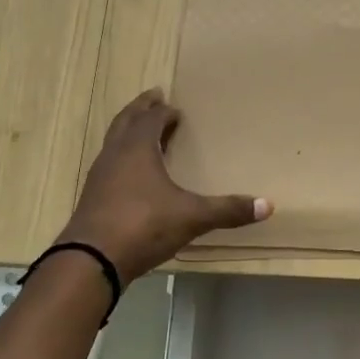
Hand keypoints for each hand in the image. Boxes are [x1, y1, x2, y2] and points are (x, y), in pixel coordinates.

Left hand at [59, 89, 269, 283]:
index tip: (173, 106)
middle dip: (140, 110)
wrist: (91, 259)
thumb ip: (228, 210)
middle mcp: (114, 155)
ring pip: (113, 143)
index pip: (149, 118)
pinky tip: (131, 175)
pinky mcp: (92, 199)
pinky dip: (121, 160)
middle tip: (153, 99)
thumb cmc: (143, 225)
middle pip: (125, 122)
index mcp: (137, 149)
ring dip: (127, 133)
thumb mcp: (192, 217)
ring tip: (143, 134)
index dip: (161, 111)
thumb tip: (268, 206)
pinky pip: (108, 167)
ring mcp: (99, 177)